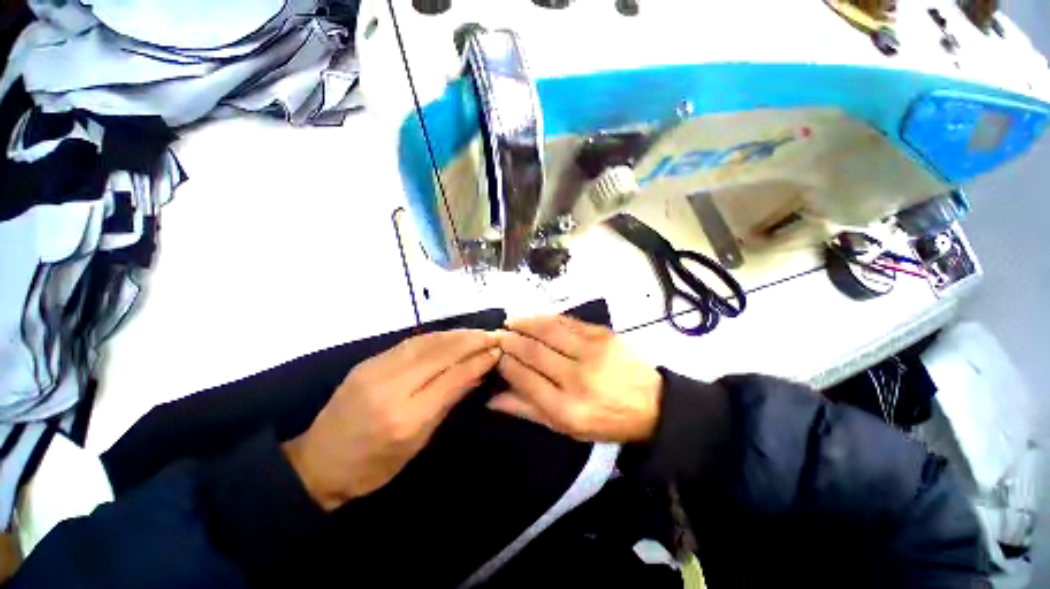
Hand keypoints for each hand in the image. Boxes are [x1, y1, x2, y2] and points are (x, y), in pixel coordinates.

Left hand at [283, 330, 500, 510]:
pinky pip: (410, 342)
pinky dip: (436, 336)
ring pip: (426, 342)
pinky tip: (450, 335)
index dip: (478, 360)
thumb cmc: (374, 466)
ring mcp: (376, 370)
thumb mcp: (419, 443)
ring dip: (456, 334)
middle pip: (440, 353)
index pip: (452, 377)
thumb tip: (477, 373)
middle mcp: (392, 387)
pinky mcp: (368, 361)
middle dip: (471, 340)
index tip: (498, 350)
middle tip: (493, 335)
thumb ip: (449, 402)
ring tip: (477, 332)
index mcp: (406, 417)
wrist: (317, 462)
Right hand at [490, 315, 661, 442]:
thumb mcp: (566, 428)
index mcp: (566, 408)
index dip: (505, 363)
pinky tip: (535, 318)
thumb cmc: (606, 420)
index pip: (524, 378)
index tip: (496, 355)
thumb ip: (528, 411)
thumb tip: (492, 398)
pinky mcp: (603, 335)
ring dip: (525, 323)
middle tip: (497, 334)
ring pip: (548, 331)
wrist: (652, 403)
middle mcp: (577, 377)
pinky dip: (547, 318)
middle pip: (533, 352)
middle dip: (510, 340)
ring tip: (511, 322)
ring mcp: (592, 352)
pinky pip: (568, 322)